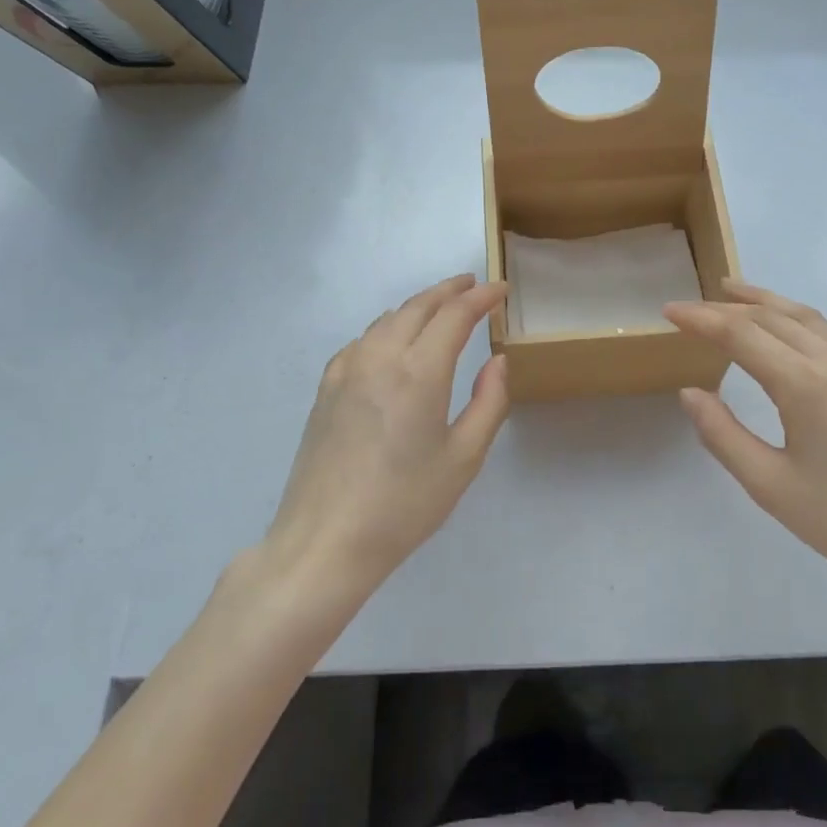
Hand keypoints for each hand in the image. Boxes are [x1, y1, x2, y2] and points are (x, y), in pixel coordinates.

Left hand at [263, 274, 509, 594]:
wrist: (325, 540)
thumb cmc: (404, 504)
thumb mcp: (463, 458)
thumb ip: (488, 401)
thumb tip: (497, 360)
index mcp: (418, 372)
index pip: (454, 315)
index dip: (481, 297)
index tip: (500, 289)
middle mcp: (379, 357)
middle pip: (417, 306)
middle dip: (449, 291)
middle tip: (473, 286)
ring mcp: (346, 370)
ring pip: (387, 319)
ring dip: (418, 306)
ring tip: (441, 308)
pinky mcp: (326, 388)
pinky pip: (363, 340)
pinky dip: (388, 327)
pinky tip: (394, 342)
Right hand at [663, 282, 826, 601]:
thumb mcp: (770, 486)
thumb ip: (723, 434)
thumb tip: (690, 392)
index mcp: (805, 383)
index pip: (740, 333)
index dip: (701, 318)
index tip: (669, 310)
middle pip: (771, 317)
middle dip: (725, 307)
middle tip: (690, 307)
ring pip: (805, 315)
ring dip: (764, 302)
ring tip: (732, 292)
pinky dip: (803, 317)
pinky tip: (796, 324)